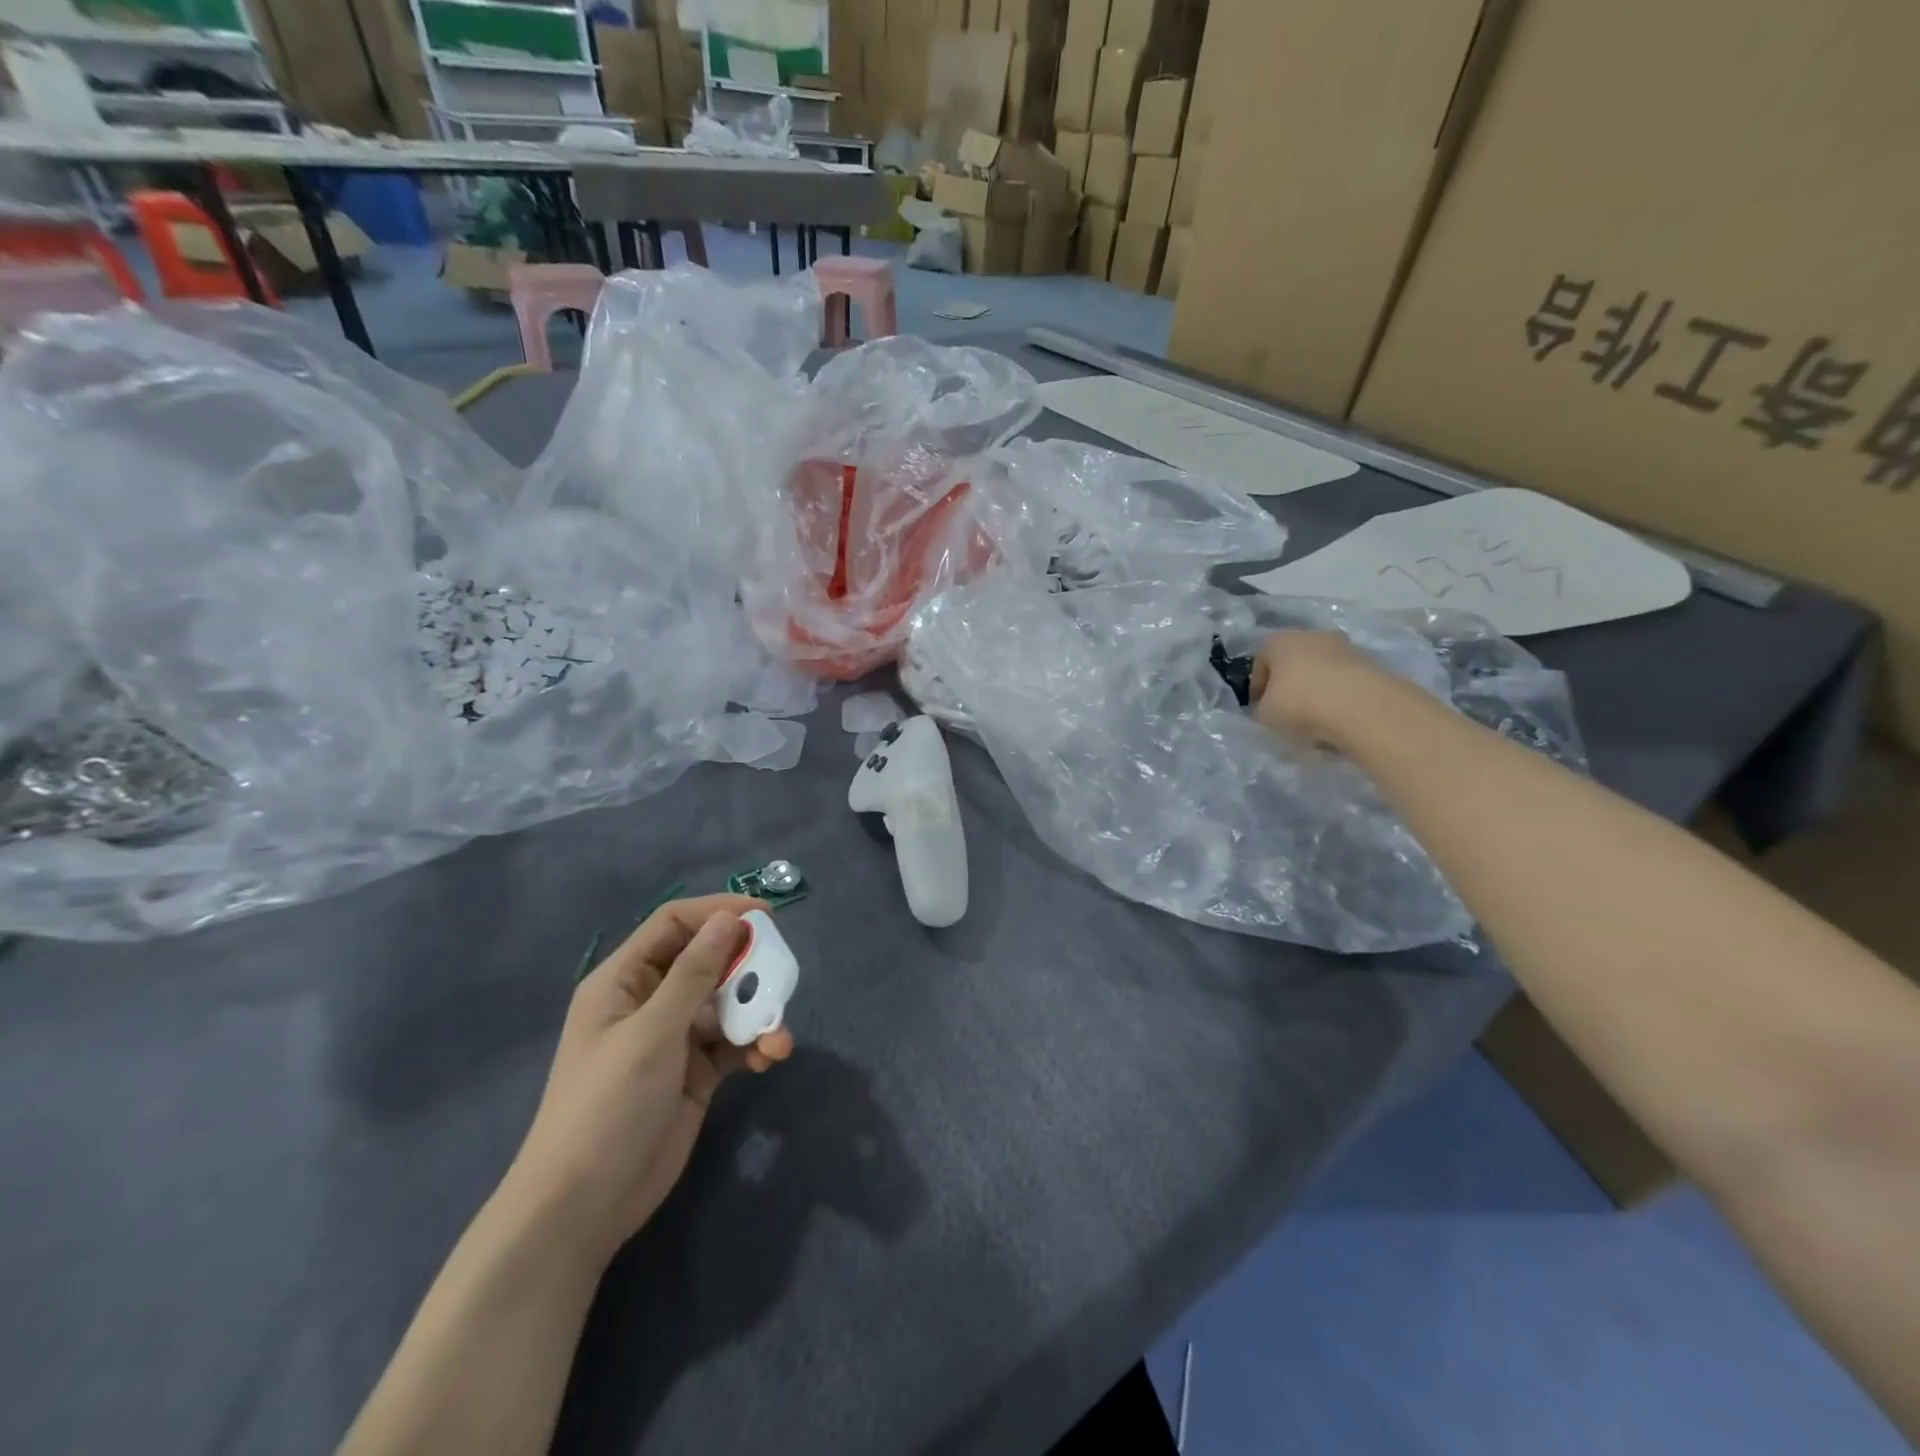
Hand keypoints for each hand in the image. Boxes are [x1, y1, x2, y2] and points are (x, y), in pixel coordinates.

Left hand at [504, 895, 795, 1261]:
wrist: (583, 1206)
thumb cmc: (607, 1105)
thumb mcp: (652, 1032)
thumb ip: (694, 973)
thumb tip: (728, 919)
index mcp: (624, 980)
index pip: (674, 924)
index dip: (718, 912)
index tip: (765, 916)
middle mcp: (650, 1001)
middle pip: (708, 961)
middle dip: (747, 966)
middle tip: (782, 974)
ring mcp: (674, 1038)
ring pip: (727, 1004)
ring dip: (757, 1012)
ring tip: (779, 1036)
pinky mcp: (695, 1072)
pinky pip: (733, 1043)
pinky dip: (755, 1045)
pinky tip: (770, 1058)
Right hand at [1250, 630, 1390, 744]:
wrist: (1360, 706)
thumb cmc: (1300, 703)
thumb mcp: (1265, 714)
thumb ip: (1262, 708)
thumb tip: (1269, 708)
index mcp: (1279, 641)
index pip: (1260, 662)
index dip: (1257, 687)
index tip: (1259, 708)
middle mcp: (1311, 635)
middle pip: (1293, 660)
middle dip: (1288, 682)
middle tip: (1286, 708)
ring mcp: (1344, 646)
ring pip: (1321, 667)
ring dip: (1315, 686)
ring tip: (1314, 714)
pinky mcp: (1369, 662)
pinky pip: (1344, 678)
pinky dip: (1338, 693)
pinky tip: (1337, 714)